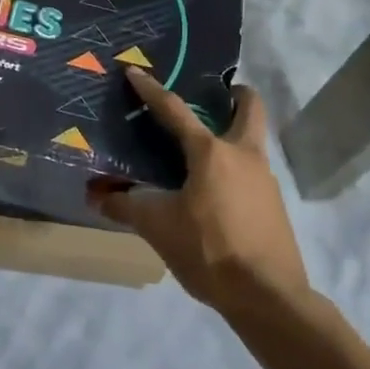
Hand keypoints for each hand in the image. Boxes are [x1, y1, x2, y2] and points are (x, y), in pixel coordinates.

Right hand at [95, 69, 315, 316]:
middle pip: (249, 108)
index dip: (151, 90)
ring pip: (251, 141)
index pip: (175, 110)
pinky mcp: (273, 205)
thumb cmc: (210, 250)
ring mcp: (265, 180)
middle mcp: (244, 156)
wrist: (268, 297)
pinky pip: (251, 172)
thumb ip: (125, 206)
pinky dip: (233, 168)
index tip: (135, 71)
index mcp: (212, 153)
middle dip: (234, 95)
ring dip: (231, 134)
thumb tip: (96, 195)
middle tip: (212, 96)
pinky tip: (212, 191)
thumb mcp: (157, 227)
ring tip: (200, 149)